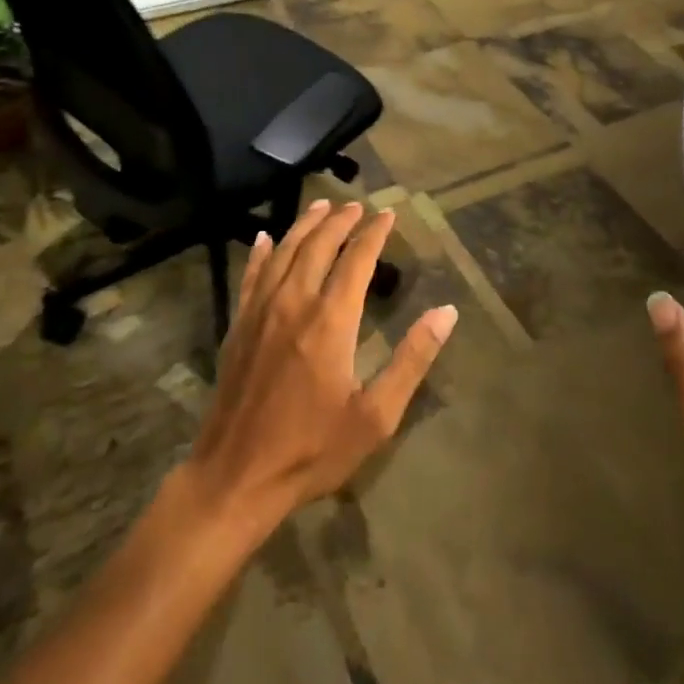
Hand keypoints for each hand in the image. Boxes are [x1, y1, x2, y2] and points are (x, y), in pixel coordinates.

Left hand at [184, 200, 457, 536]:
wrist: (236, 477)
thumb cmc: (312, 450)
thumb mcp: (375, 416)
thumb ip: (412, 360)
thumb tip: (447, 312)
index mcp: (330, 320)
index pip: (357, 259)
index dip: (374, 233)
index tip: (388, 214)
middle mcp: (294, 302)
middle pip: (318, 245)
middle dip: (340, 220)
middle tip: (357, 206)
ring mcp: (261, 311)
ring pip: (284, 251)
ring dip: (304, 225)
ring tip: (321, 206)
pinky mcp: (238, 325)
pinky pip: (251, 275)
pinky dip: (260, 252)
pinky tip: (264, 238)